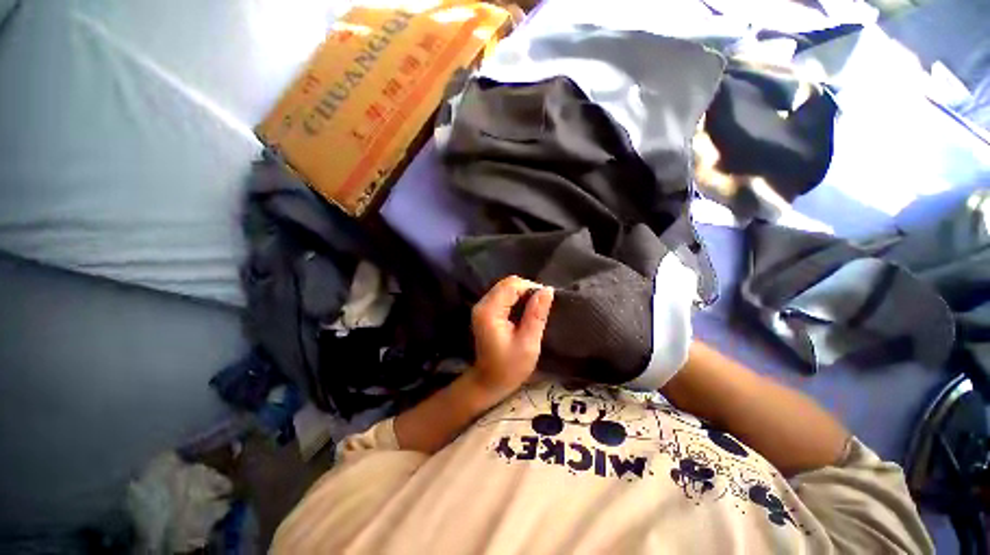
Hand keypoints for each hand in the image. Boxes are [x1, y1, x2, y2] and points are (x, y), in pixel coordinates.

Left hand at [469, 276, 553, 397]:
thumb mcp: (528, 342)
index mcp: (490, 311)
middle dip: (527, 290)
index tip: (545, 302)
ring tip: (534, 311)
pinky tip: (524, 313)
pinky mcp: (485, 311)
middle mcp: (482, 304)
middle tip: (540, 308)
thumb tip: (548, 289)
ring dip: (522, 295)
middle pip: (507, 284)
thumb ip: (537, 314)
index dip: (531, 288)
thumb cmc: (510, 367)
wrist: (489, 382)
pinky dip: (516, 300)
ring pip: (506, 288)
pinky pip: (503, 296)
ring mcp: (482, 307)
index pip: (512, 285)